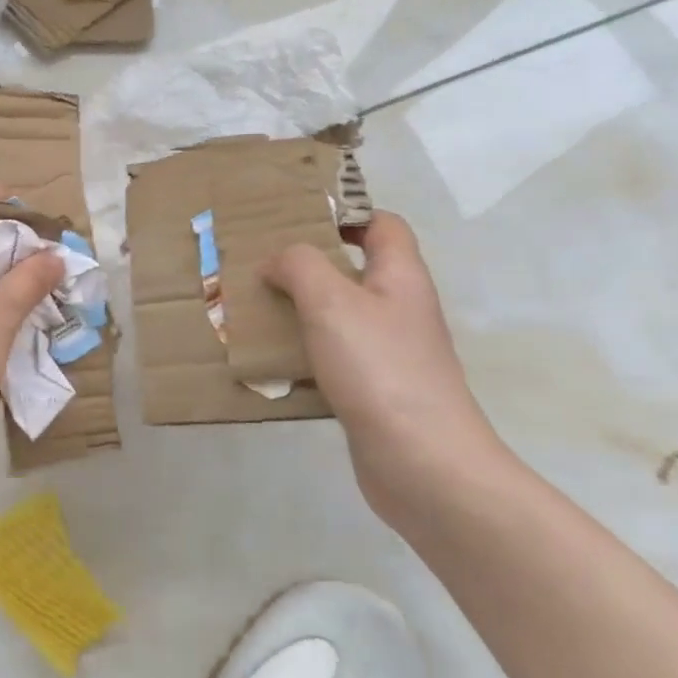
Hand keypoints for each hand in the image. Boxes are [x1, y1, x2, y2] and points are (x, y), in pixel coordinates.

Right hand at [261, 212, 499, 514]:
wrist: (422, 462)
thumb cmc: (380, 368)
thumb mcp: (332, 301)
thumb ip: (300, 266)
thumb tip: (277, 261)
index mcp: (400, 277)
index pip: (383, 225)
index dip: (345, 214)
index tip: (295, 220)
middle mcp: (399, 310)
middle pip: (354, 270)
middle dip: (307, 265)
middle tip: (259, 266)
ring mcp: (388, 353)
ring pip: (338, 316)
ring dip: (299, 310)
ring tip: (254, 310)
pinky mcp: (372, 390)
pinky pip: (332, 357)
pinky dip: (303, 353)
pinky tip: (271, 362)